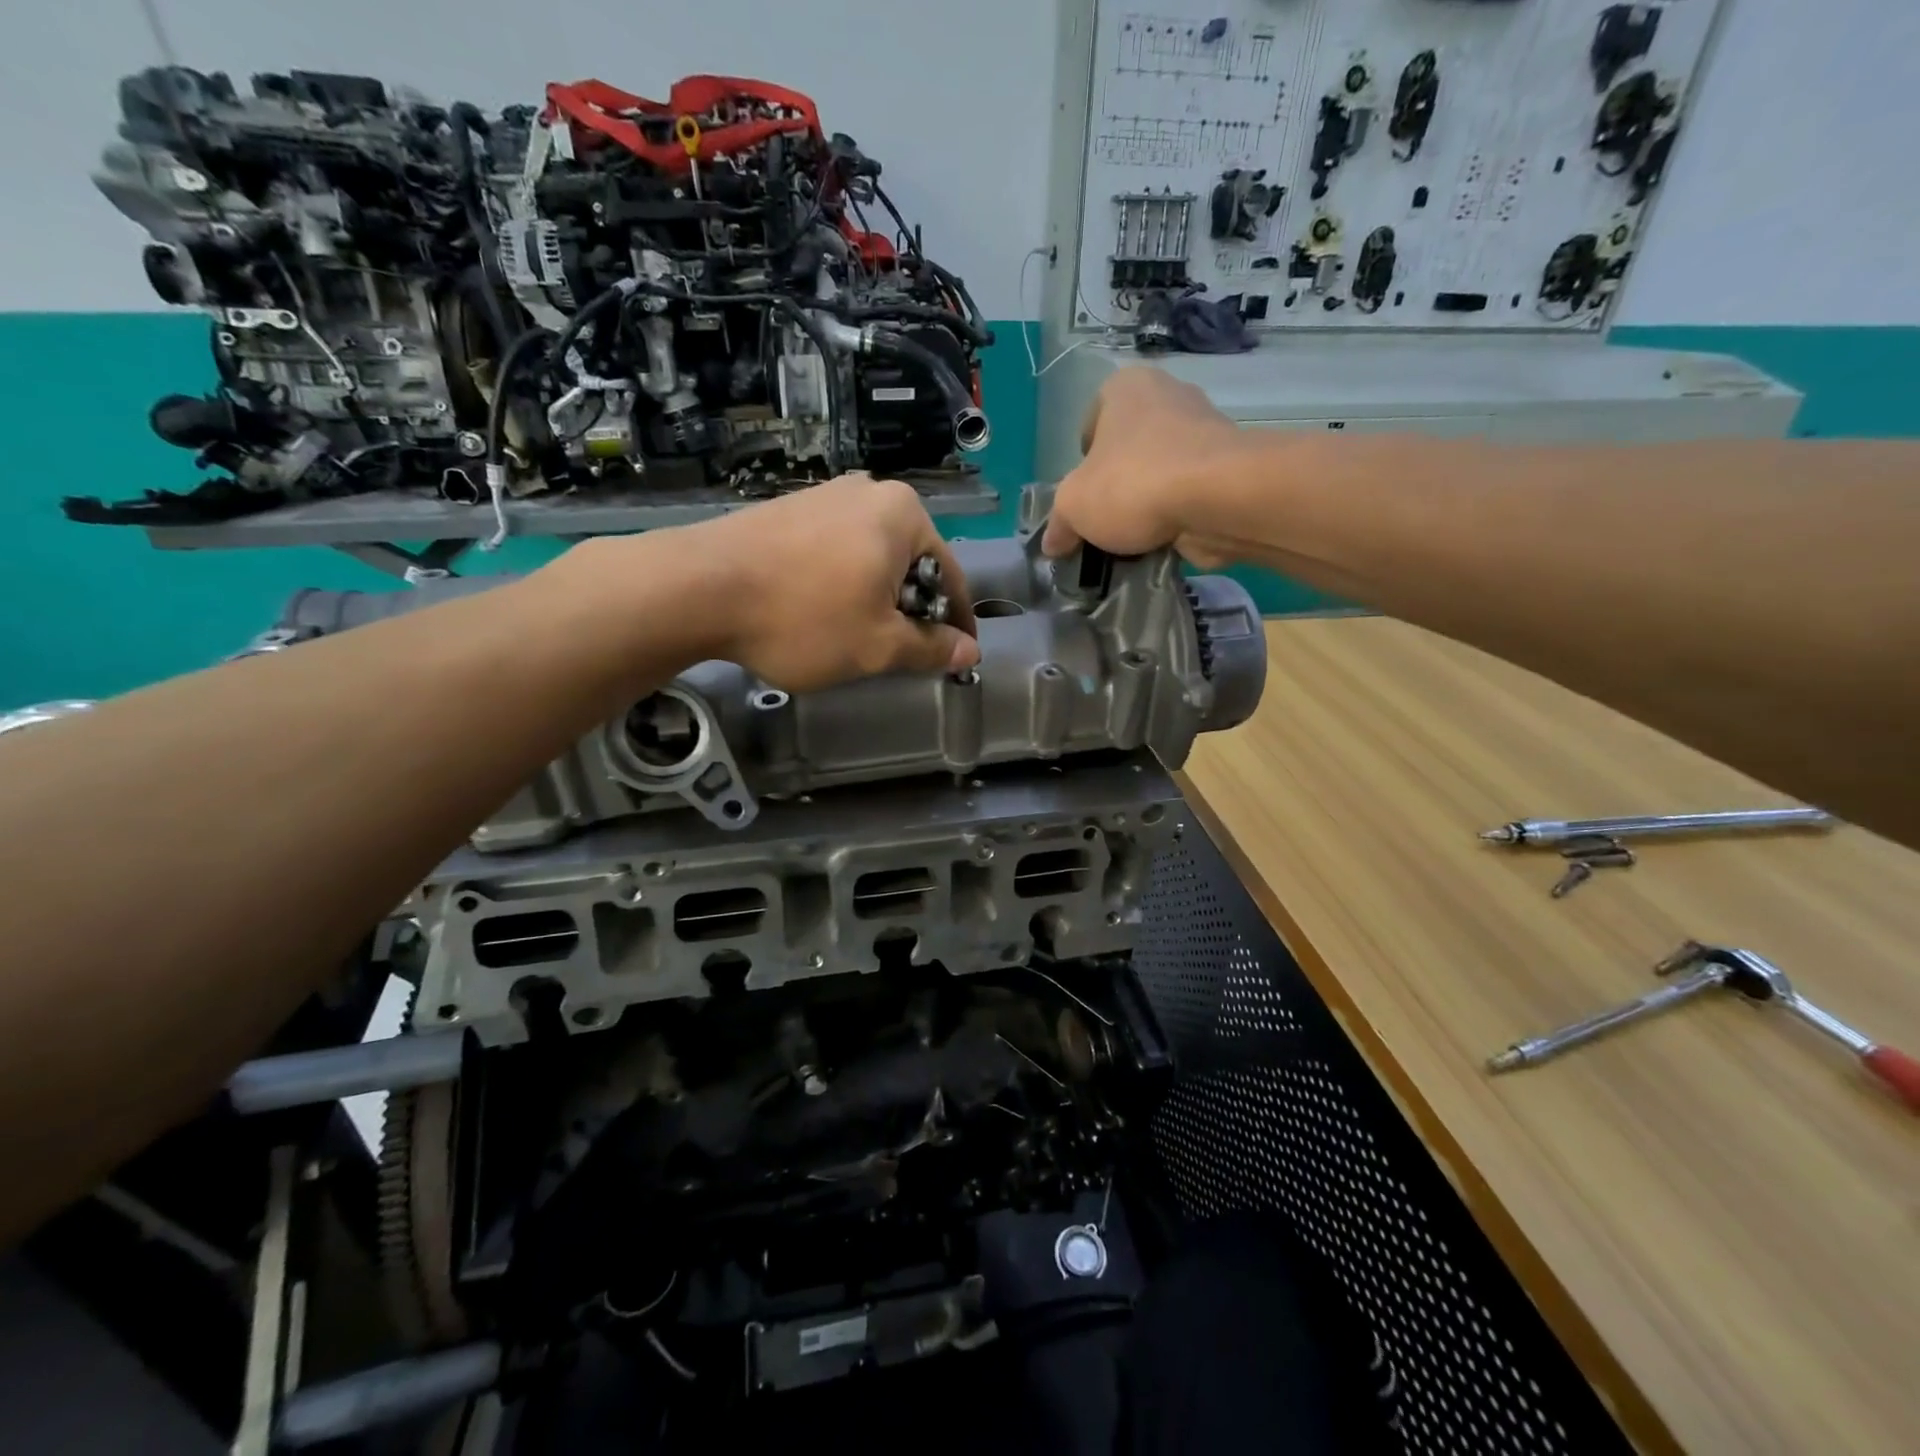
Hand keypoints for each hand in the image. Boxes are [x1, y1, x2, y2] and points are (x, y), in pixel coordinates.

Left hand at [690, 475, 979, 691]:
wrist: (698, 588)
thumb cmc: (804, 617)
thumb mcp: (878, 645)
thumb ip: (930, 648)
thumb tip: (970, 650)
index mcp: (903, 515)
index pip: (951, 574)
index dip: (958, 621)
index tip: (960, 652)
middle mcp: (869, 492)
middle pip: (910, 562)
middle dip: (912, 608)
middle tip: (902, 650)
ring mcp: (824, 496)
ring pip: (871, 557)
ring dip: (876, 597)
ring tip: (858, 635)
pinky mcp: (788, 509)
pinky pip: (835, 550)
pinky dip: (842, 582)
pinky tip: (820, 611)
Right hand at [1041, 366, 1248, 567]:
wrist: (1219, 498)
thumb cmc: (1133, 483)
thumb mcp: (1073, 506)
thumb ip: (1059, 523)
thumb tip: (1053, 543)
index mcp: (1125, 387)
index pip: (1090, 424)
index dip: (1083, 464)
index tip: (1084, 494)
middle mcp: (1168, 394)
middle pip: (1128, 449)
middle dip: (1117, 486)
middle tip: (1106, 522)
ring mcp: (1204, 427)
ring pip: (1160, 472)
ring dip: (1148, 504)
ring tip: (1135, 539)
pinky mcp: (1228, 465)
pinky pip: (1189, 492)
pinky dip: (1177, 515)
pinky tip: (1165, 541)